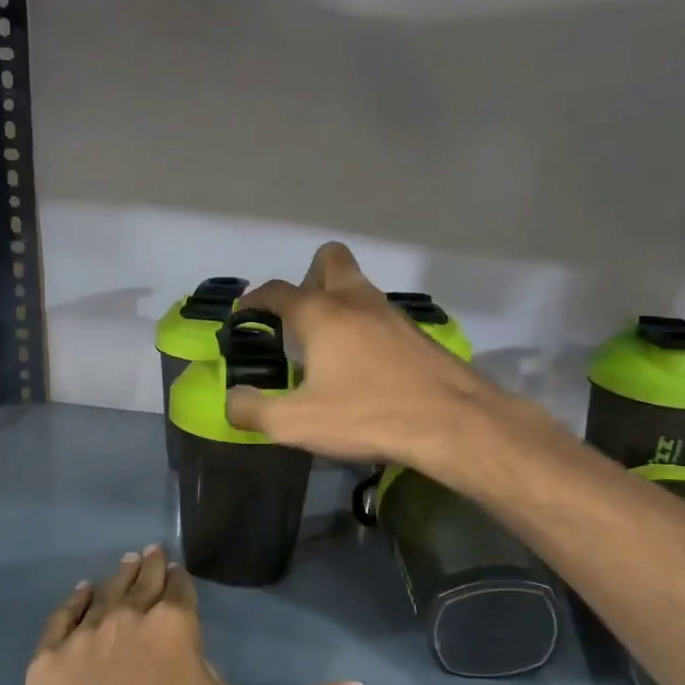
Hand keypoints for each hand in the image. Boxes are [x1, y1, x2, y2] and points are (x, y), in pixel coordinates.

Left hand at [7, 547, 364, 684]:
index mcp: (175, 626)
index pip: (182, 590)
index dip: (183, 581)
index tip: (181, 570)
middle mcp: (130, 617)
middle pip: (144, 583)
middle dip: (152, 568)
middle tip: (153, 552)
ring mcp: (85, 635)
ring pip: (106, 593)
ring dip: (119, 577)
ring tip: (129, 561)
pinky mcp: (48, 659)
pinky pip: (63, 618)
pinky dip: (74, 602)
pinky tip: (80, 591)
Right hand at [226, 242, 496, 468]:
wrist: (453, 422)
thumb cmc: (368, 415)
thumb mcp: (297, 423)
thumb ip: (253, 411)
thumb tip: (232, 400)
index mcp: (320, 314)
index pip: (277, 291)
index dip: (254, 300)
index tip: (245, 314)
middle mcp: (355, 301)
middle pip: (329, 261)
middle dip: (307, 279)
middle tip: (297, 319)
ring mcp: (391, 314)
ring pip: (358, 288)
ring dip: (337, 304)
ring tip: (326, 349)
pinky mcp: (415, 334)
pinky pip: (379, 315)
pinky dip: (363, 327)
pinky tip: (362, 366)